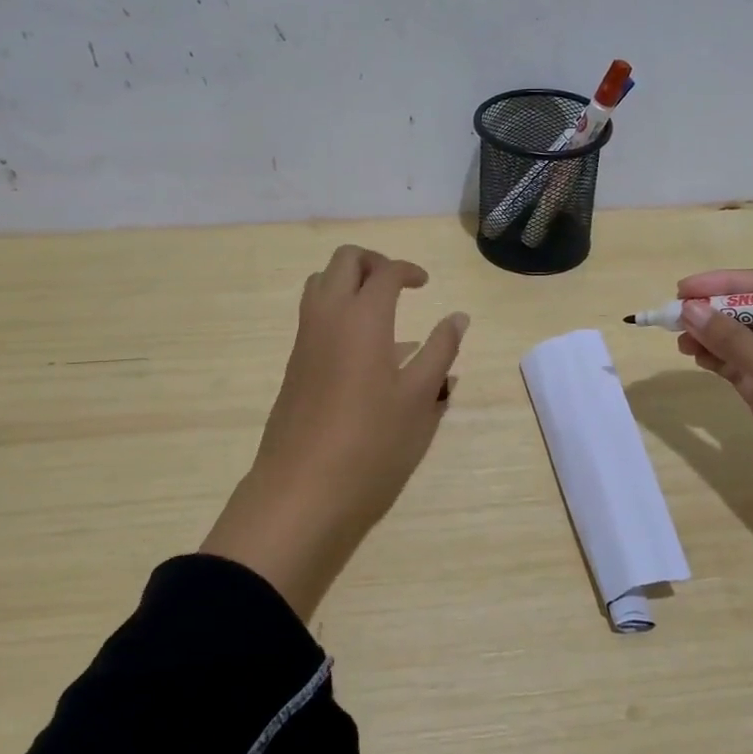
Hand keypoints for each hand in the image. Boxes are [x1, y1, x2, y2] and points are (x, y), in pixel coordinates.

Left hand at [201, 245, 468, 617]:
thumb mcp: (419, 399)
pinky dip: (337, 309)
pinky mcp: (293, 365)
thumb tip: (458, 317)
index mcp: (363, 318)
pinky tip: (363, 350)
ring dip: (348, 281)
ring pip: (320, 284)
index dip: (408, 270)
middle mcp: (327, 317)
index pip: (385, 272)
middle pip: (343, 261)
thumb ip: (441, 351)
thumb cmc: (371, 444)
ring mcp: (304, 341)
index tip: (425, 284)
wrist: (302, 492)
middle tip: (399, 285)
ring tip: (380, 310)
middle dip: (373, 262)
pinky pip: (313, 315)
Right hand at [675, 268, 752, 545]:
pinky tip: (694, 355)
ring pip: (744, 340)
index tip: (686, 289)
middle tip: (675, 311)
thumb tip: (689, 309)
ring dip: (712, 334)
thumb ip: (738, 343)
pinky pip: (740, 368)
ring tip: (677, 337)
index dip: (729, 283)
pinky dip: (716, 359)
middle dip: (717, 308)